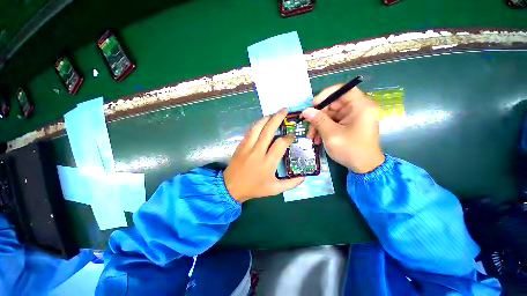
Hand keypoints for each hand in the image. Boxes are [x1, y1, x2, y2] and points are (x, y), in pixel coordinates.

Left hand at [224, 109, 304, 202]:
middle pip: (269, 130)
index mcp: (268, 163)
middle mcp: (258, 151)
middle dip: (278, 118)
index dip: (288, 137)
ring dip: (266, 118)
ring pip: (257, 127)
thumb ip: (291, 183)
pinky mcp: (241, 145)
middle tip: (285, 110)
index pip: (280, 143)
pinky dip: (257, 124)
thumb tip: (304, 177)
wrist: (231, 187)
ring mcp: (248, 147)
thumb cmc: (254, 188)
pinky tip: (262, 122)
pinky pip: (250, 131)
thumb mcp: (274, 189)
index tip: (292, 136)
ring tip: (273, 114)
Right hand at [301, 85, 384, 172]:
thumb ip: (318, 120)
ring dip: (319, 125)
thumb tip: (306, 110)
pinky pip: (333, 123)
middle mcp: (358, 109)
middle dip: (318, 116)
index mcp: (360, 106)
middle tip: (307, 125)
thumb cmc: (351, 150)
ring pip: (331, 115)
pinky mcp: (349, 125)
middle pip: (333, 104)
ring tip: (311, 137)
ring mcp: (353, 118)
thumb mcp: (332, 134)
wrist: (365, 168)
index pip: (343, 90)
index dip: (326, 94)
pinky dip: (324, 129)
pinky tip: (317, 139)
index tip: (313, 104)